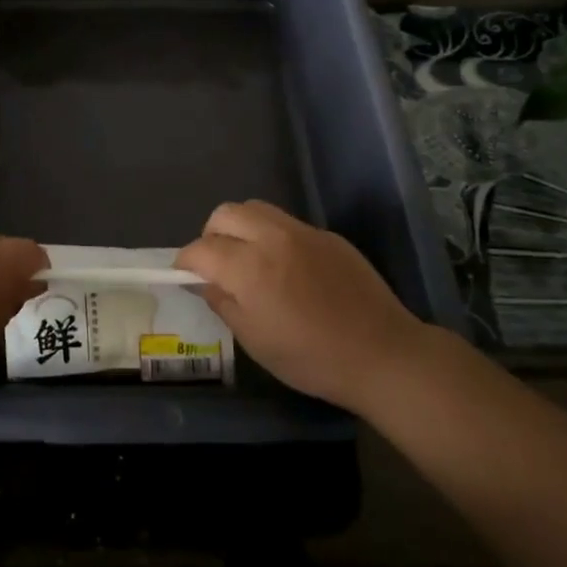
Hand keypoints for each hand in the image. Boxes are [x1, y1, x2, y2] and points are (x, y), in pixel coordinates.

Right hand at [176, 200, 429, 412]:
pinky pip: (286, 223)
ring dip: (240, 227)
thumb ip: (223, 303)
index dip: (186, 262)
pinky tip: (286, 267)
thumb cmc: (311, 358)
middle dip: (211, 235)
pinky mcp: (327, 235)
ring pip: (256, 209)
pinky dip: (272, 236)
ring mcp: (302, 231)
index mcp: (249, 267)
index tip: (185, 276)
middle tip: (216, 264)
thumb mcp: (255, 340)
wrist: (381, 353)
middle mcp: (271, 238)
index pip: (201, 249)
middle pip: (225, 214)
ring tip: (247, 258)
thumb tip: (204, 282)